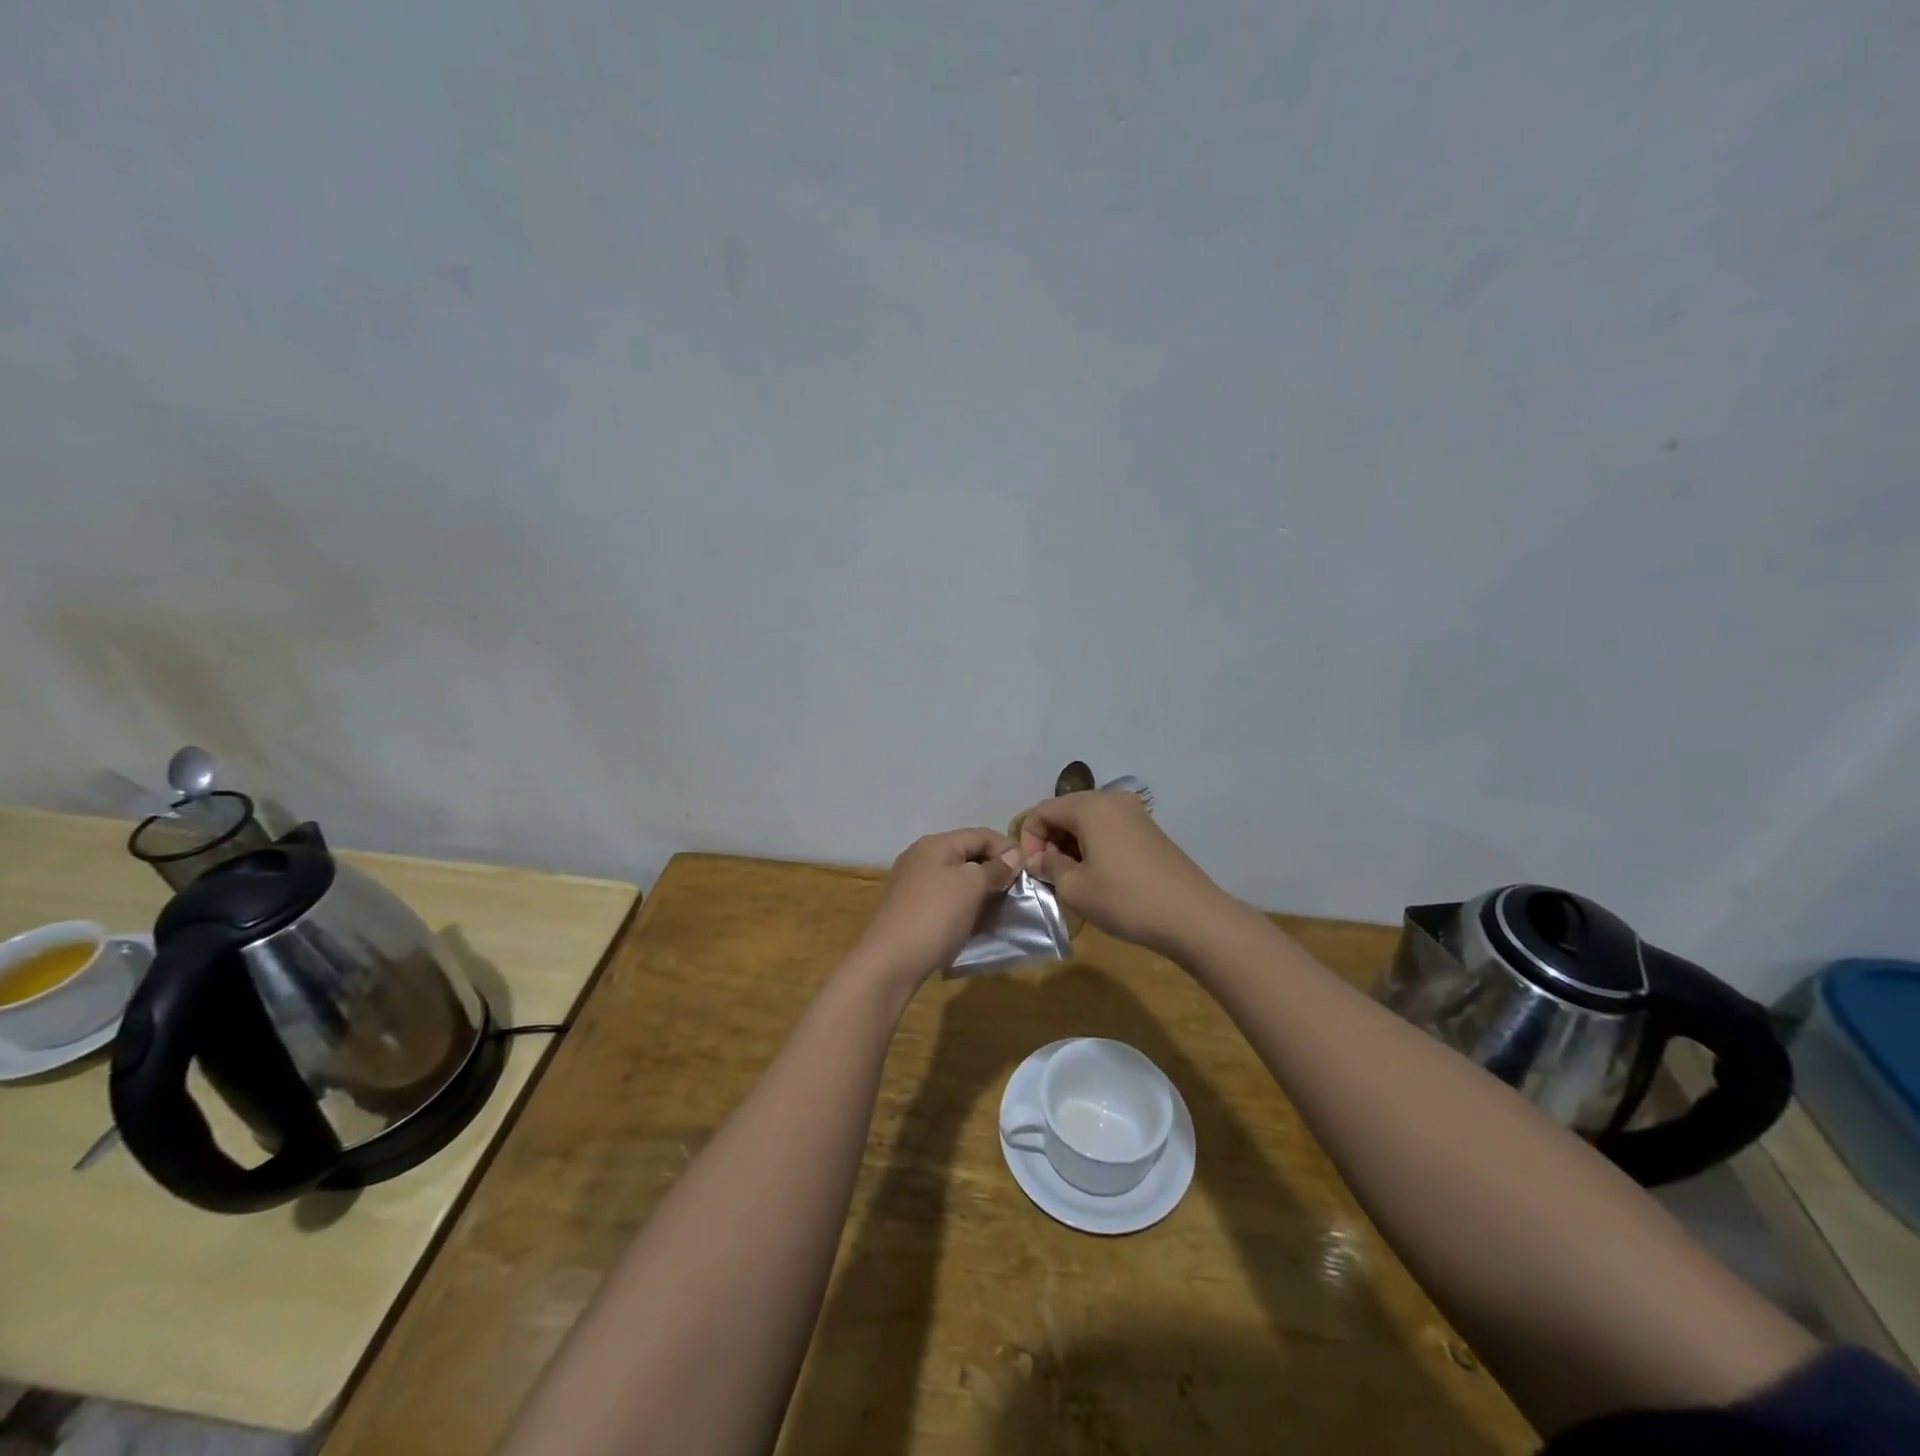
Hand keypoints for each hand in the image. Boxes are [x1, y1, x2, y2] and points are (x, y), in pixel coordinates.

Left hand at [852, 828, 1022, 989]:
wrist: (890, 962)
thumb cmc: (935, 916)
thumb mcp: (971, 887)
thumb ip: (995, 868)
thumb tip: (1014, 856)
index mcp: (936, 844)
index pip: (981, 834)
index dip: (1008, 849)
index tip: (1029, 872)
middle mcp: (922, 857)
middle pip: (969, 855)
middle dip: (995, 872)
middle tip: (1017, 894)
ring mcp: (914, 883)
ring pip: (958, 879)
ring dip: (982, 892)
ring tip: (1000, 911)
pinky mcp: (911, 908)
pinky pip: (947, 899)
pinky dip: (965, 907)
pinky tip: (977, 924)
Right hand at [1015, 792, 1230, 954]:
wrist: (1192, 917)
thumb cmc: (1125, 899)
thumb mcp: (1074, 888)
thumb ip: (1048, 866)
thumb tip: (1038, 858)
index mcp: (1090, 806)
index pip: (1043, 810)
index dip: (1029, 839)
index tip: (1034, 871)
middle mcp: (1112, 800)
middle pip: (1066, 811)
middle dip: (1051, 840)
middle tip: (1050, 875)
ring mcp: (1136, 814)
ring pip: (1088, 821)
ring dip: (1072, 845)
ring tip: (1074, 879)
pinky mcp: (1150, 831)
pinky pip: (1110, 830)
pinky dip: (1095, 846)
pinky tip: (1100, 876)